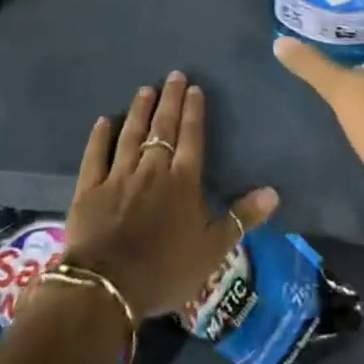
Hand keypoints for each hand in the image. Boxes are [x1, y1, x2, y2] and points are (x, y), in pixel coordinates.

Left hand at [63, 70, 279, 318]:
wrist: (107, 288)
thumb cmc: (165, 270)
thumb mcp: (212, 250)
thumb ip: (242, 218)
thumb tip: (273, 192)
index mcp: (183, 180)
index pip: (191, 136)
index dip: (194, 111)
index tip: (194, 88)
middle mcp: (152, 169)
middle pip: (163, 127)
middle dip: (170, 100)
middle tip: (174, 75)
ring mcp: (119, 176)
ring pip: (131, 134)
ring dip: (140, 110)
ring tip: (146, 89)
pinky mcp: (90, 189)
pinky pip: (96, 155)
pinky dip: (100, 137)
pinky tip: (104, 120)